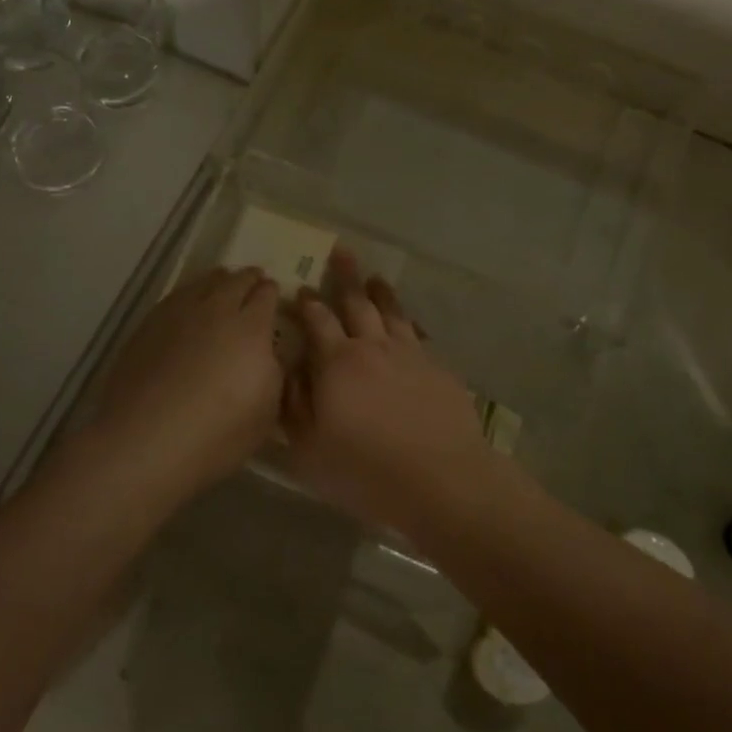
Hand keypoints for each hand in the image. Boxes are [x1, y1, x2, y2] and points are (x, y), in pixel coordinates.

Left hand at [88, 267, 283, 501]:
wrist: (146, 440)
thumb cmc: (217, 434)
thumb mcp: (267, 411)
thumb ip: (274, 372)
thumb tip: (269, 353)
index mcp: (251, 328)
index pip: (267, 295)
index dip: (273, 294)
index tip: (275, 298)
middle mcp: (217, 309)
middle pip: (237, 280)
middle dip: (249, 279)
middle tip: (254, 285)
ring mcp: (179, 312)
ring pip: (205, 281)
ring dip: (220, 282)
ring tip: (223, 288)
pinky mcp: (150, 322)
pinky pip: (178, 295)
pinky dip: (191, 294)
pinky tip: (189, 307)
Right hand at [279, 252, 491, 533]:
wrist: (440, 480)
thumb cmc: (364, 469)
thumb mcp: (309, 448)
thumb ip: (294, 405)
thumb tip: (290, 371)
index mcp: (337, 362)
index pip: (317, 320)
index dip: (307, 304)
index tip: (300, 289)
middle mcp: (373, 347)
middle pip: (357, 302)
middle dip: (346, 276)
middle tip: (341, 252)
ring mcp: (410, 355)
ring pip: (392, 312)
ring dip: (381, 292)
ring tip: (375, 277)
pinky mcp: (438, 369)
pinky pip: (417, 335)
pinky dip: (408, 323)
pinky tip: (408, 324)